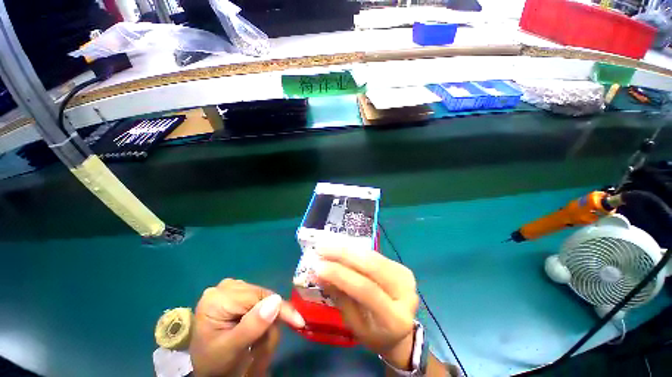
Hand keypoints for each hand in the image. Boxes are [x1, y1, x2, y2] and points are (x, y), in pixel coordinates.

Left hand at [189, 279, 304, 376]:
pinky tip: (256, 328)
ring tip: (260, 340)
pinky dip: (262, 315)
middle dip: (271, 318)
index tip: (298, 322)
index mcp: (218, 298)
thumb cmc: (214, 362)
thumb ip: (252, 326)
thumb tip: (276, 301)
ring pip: (263, 297)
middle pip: (262, 296)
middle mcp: (224, 287)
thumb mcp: (231, 349)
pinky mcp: (235, 292)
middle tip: (270, 343)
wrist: (205, 366)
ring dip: (267, 318)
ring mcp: (230, 287)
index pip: (259, 296)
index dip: (280, 309)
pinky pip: (258, 299)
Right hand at [315, 248, 418, 370]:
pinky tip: (341, 246)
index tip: (318, 266)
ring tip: (328, 245)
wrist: (401, 332)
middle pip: (372, 267)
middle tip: (322, 248)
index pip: (366, 290)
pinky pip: (375, 255)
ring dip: (348, 249)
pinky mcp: (402, 268)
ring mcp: (406, 277)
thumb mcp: (355, 325)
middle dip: (344, 254)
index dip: (341, 275)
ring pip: (373, 256)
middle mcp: (406, 294)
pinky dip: (356, 250)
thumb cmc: (375, 335)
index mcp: (395, 319)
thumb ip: (340, 298)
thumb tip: (320, 274)